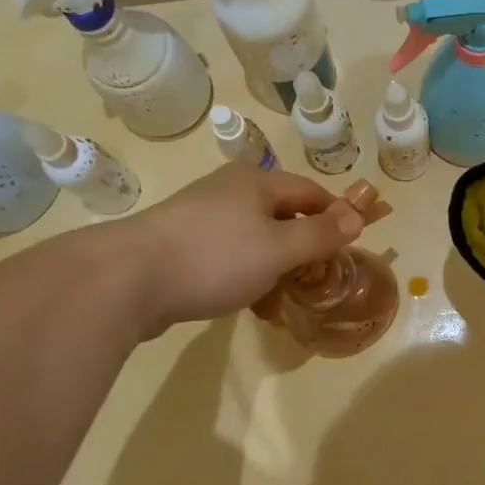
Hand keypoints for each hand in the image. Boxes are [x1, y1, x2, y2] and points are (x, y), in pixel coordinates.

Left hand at [119, 163, 362, 335]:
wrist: (128, 279)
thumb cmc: (215, 257)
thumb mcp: (279, 248)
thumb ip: (320, 234)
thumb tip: (357, 216)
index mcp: (256, 181)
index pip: (312, 192)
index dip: (336, 217)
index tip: (351, 247)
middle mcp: (230, 190)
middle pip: (282, 215)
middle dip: (304, 247)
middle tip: (318, 279)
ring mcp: (201, 216)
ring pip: (255, 239)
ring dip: (275, 267)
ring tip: (283, 299)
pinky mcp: (181, 244)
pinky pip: (228, 256)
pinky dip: (246, 275)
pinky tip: (249, 303)